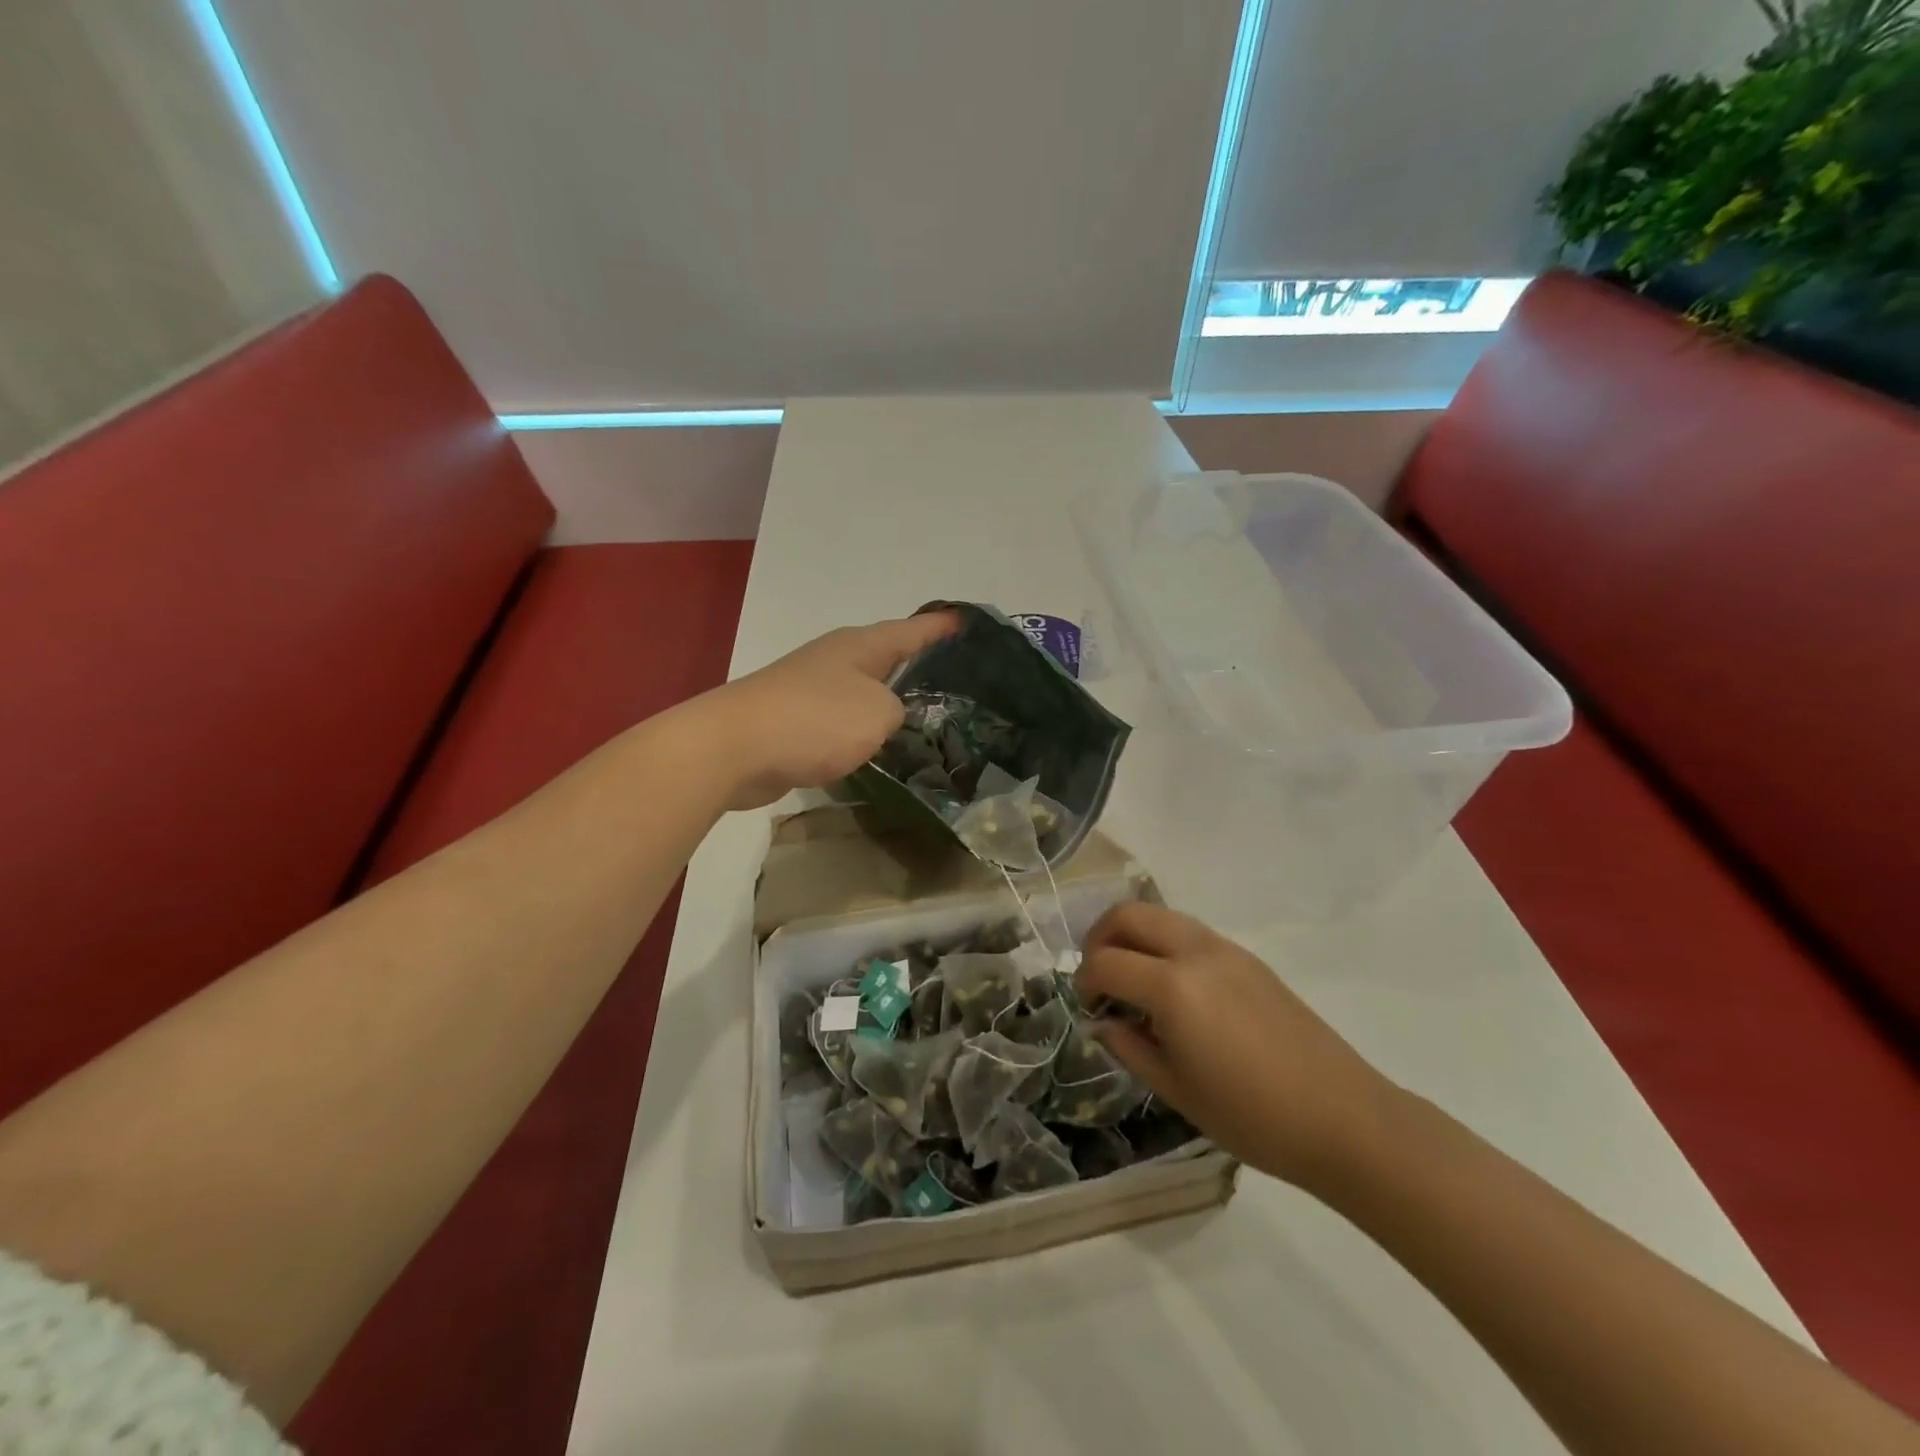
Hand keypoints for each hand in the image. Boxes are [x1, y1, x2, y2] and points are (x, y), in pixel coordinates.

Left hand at [701, 612, 959, 810]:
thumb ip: (897, 711)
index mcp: (861, 646)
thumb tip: (885, 716)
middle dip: (918, 665)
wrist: (733, 748)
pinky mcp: (796, 721)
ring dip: (889, 701)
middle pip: (887, 657)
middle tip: (956, 679)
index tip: (968, 622)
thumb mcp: (877, 712)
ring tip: (925, 718)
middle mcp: (837, 659)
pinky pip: (843, 720)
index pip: (912, 630)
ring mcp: (812, 689)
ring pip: (865, 691)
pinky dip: (863, 728)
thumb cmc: (814, 720)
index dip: (941, 627)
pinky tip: (878, 746)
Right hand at [1078, 902, 1400, 1191]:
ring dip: (1134, 936)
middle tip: (1099, 978)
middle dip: (1101, 938)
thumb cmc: (1253, 1117)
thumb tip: (1104, 1023)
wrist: (1344, 1118)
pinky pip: (1190, 933)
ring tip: (1133, 981)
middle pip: (1129, 914)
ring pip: (1161, 916)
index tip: (1088, 1009)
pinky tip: (1175, 991)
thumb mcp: (1176, 1091)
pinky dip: (1165, 945)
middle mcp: (1195, 952)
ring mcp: (1226, 949)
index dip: (1084, 982)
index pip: (1105, 962)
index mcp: (1172, 988)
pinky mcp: (1248, 959)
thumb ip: (1130, 1047)